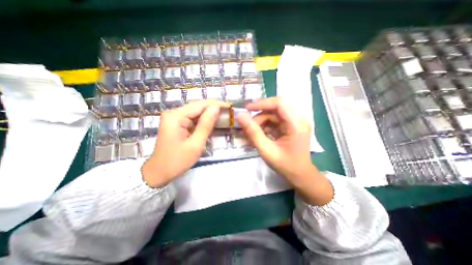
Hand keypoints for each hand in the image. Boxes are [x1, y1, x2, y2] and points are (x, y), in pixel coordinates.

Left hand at [141, 99, 229, 187]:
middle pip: (197, 106)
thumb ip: (206, 125)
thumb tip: (216, 108)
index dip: (216, 104)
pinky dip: (203, 120)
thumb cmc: (177, 161)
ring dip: (209, 113)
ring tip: (223, 114)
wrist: (159, 173)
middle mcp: (173, 113)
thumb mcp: (195, 144)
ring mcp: (174, 118)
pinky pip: (192, 118)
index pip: (199, 105)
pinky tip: (211, 121)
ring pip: (195, 112)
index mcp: (176, 116)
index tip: (229, 106)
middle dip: (213, 108)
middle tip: (228, 111)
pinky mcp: (176, 123)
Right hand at [235, 97, 330, 204]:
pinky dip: (264, 126)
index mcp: (297, 124)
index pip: (280, 103)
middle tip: (248, 126)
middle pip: (276, 108)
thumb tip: (240, 117)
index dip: (262, 103)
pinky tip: (258, 134)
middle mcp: (298, 119)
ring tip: (251, 133)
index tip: (247, 109)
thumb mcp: (266, 150)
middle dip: (259, 115)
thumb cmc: (285, 165)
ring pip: (273, 114)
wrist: (300, 175)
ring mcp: (295, 122)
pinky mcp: (290, 126)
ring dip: (261, 122)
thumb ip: (253, 133)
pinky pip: (275, 121)